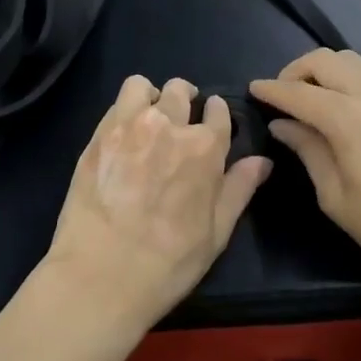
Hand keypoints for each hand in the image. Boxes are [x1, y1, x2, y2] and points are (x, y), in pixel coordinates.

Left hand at [44, 76, 271, 333]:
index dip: (217, 114)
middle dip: (185, 99)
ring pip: (142, 86)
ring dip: (151, 96)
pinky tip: (124, 135)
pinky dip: (124, 110)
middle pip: (180, 90)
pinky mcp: (98, 134)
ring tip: (148, 117)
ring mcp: (129, 125)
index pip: (218, 110)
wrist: (102, 274)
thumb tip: (262, 161)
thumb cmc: (168, 262)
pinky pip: (115, 104)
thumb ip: (239, 189)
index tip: (212, 121)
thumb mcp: (216, 232)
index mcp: (205, 147)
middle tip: (180, 120)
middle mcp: (169, 125)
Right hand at [251, 50, 360, 323]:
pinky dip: (346, 78)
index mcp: (347, 118)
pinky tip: (340, 106)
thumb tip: (282, 124)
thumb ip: (306, 149)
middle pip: (323, 60)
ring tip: (309, 98)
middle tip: (281, 96)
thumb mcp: (334, 196)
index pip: (297, 92)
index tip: (252, 89)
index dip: (270, 90)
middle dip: (295, 71)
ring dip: (322, 70)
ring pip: (348, 60)